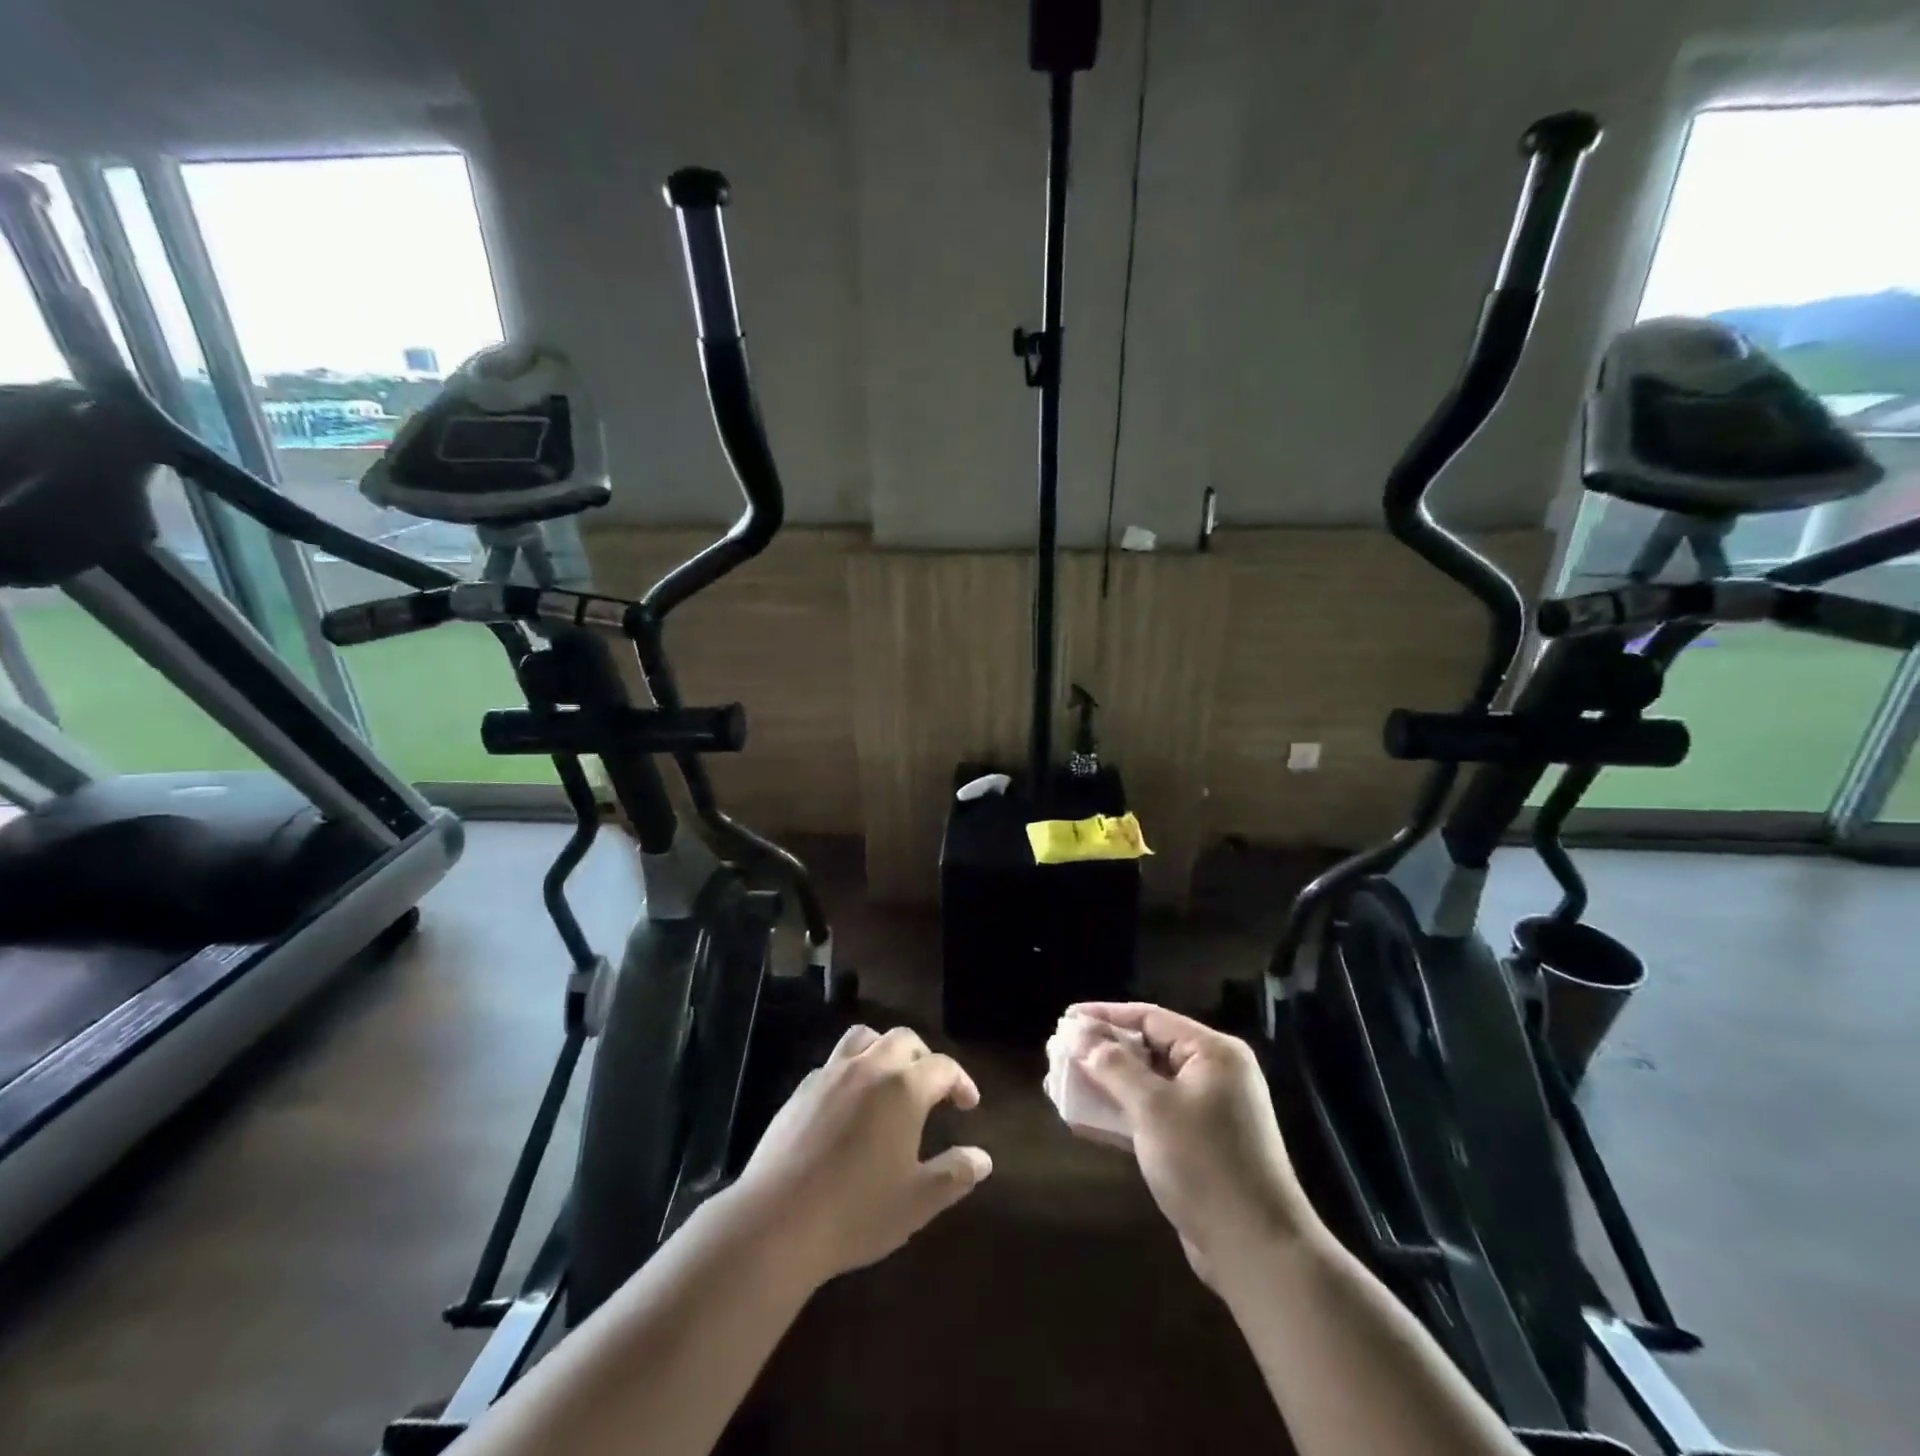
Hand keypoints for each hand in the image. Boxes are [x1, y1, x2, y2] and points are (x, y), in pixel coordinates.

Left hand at [730, 1025, 991, 1287]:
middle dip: (924, 1057)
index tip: (968, 1105)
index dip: (961, 1081)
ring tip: (891, 1079)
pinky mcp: (802, 1088)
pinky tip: (851, 1102)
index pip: (943, 1067)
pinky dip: (853, 1068)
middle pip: (904, 1039)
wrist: (777, 1221)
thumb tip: (983, 1159)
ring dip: (885, 1050)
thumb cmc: (855, 1212)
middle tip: (933, 1089)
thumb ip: (954, 1175)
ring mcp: (831, 1073)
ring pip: (865, 1038)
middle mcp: (869, 1068)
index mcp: (903, 1088)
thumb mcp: (916, 1202)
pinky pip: (835, 1061)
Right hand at [1069, 1003, 1316, 1283]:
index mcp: (1212, 1052)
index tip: (1065, 1019)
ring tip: (1063, 1082)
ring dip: (1104, 1084)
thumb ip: (1112, 1066)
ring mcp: (1205, 1111)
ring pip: (1145, 1084)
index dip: (1104, 1017)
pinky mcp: (1196, 1144)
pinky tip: (1082, 1118)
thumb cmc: (1205, 1164)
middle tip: (1059, 1052)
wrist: (1258, 1252)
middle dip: (1100, 1051)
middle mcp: (1212, 1074)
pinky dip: (1119, 1113)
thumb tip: (1077, 1033)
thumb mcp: (1153, 1108)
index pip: (1149, 1018)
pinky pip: (1150, 1115)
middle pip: (1146, 1049)